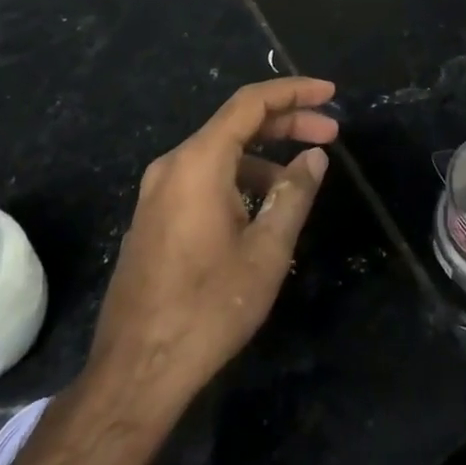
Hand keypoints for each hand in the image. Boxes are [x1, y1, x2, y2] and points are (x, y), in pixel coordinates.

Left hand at [86, 77, 338, 409]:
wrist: (135, 372)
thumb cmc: (207, 308)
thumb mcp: (266, 251)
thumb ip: (293, 194)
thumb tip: (314, 157)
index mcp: (198, 162)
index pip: (250, 103)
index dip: (293, 91)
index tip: (329, 93)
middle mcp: (173, 165)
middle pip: (235, 124)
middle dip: (285, 123)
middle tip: (330, 134)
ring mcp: (157, 192)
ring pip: (219, 154)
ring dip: (263, 156)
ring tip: (300, 181)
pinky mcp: (153, 217)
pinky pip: (203, 178)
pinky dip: (238, 177)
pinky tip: (262, 209)